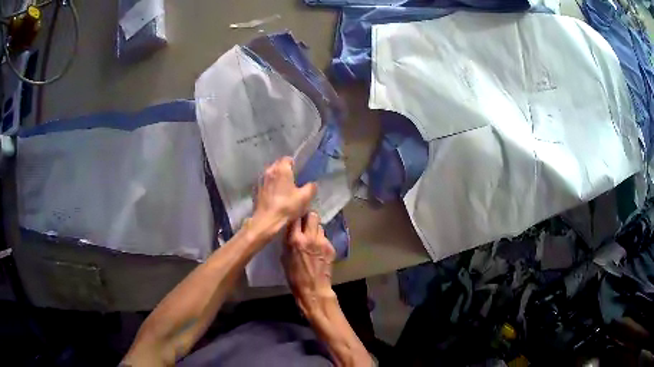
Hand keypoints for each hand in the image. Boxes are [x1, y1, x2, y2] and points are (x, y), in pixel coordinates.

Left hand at [251, 157, 316, 238]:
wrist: (266, 221)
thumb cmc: (286, 207)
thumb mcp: (305, 198)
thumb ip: (311, 187)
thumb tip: (312, 184)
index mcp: (281, 169)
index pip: (288, 159)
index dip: (295, 165)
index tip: (300, 175)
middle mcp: (269, 170)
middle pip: (278, 165)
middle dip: (285, 171)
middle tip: (293, 182)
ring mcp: (261, 180)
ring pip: (271, 174)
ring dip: (277, 179)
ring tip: (284, 189)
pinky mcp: (256, 190)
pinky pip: (266, 184)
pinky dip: (270, 187)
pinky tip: (275, 197)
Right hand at [282, 212, 336, 316]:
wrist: (314, 289)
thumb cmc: (294, 276)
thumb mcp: (284, 257)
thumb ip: (288, 241)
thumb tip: (290, 230)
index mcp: (295, 239)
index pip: (296, 217)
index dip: (295, 216)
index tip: (294, 218)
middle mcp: (310, 237)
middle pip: (312, 215)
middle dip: (308, 218)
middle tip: (305, 224)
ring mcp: (322, 241)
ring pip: (319, 226)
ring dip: (315, 229)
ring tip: (311, 238)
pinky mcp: (331, 247)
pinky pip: (324, 237)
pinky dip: (320, 240)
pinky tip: (318, 250)